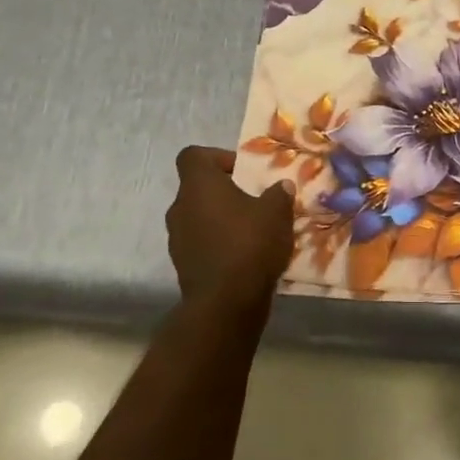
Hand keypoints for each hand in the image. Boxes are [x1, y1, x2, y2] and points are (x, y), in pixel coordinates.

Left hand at [165, 146, 295, 309]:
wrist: (226, 303)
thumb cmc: (250, 244)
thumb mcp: (277, 213)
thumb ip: (278, 194)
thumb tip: (281, 186)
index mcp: (199, 186)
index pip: (193, 156)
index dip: (216, 157)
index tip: (241, 171)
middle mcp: (180, 207)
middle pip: (198, 188)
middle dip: (225, 192)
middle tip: (253, 201)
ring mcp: (177, 238)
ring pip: (199, 217)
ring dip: (221, 220)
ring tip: (252, 231)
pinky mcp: (183, 265)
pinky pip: (201, 243)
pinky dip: (218, 244)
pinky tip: (244, 256)